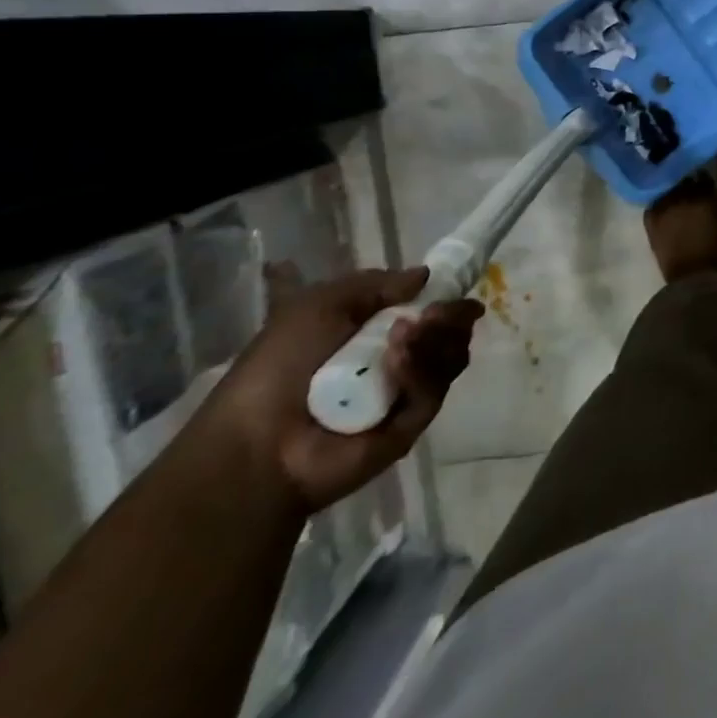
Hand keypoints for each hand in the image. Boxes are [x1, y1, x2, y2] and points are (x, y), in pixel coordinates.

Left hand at [191, 266, 483, 515]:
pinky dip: (420, 372)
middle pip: (450, 332)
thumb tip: (426, 275)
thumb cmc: (281, 365)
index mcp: (377, 332)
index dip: (447, 297)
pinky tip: (398, 362)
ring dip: (436, 338)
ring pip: (449, 357)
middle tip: (434, 312)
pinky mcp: (412, 424)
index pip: (429, 309)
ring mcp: (408, 393)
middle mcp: (399, 359)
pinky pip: (432, 391)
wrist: (258, 442)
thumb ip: (376, 284)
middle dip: (449, 316)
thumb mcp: (320, 304)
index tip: (459, 286)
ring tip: (410, 332)